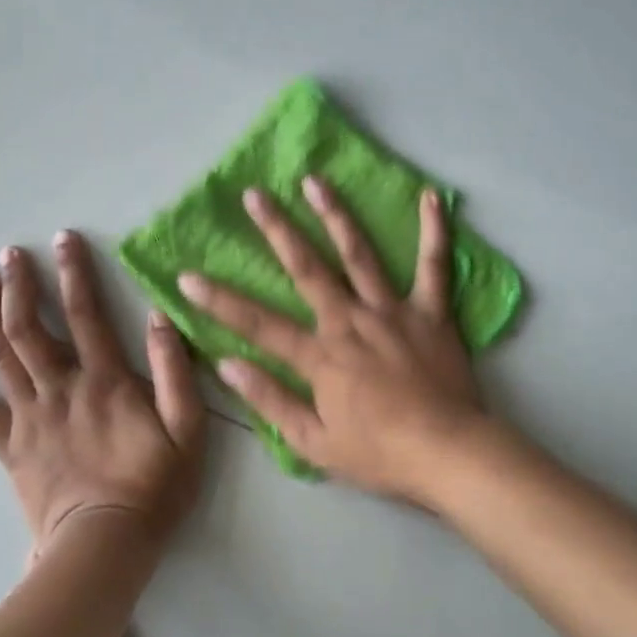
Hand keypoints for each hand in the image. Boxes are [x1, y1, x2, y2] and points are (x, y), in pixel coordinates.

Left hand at [0, 231, 205, 551]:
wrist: (105, 546)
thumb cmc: (154, 486)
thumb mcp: (188, 428)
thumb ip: (175, 371)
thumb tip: (160, 317)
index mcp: (105, 380)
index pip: (86, 313)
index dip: (74, 272)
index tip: (63, 239)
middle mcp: (60, 388)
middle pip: (30, 327)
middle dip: (19, 285)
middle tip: (8, 254)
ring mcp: (29, 417)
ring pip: (0, 357)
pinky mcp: (10, 447)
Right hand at [178, 178, 497, 506]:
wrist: (449, 455)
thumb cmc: (380, 454)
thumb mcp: (314, 443)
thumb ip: (270, 400)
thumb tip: (227, 364)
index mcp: (321, 355)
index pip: (258, 323)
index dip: (219, 300)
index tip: (187, 276)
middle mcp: (350, 320)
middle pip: (307, 268)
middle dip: (277, 229)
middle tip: (256, 194)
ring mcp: (392, 310)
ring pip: (359, 254)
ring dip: (336, 215)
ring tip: (315, 181)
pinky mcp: (431, 312)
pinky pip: (434, 266)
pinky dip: (434, 231)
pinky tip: (432, 196)